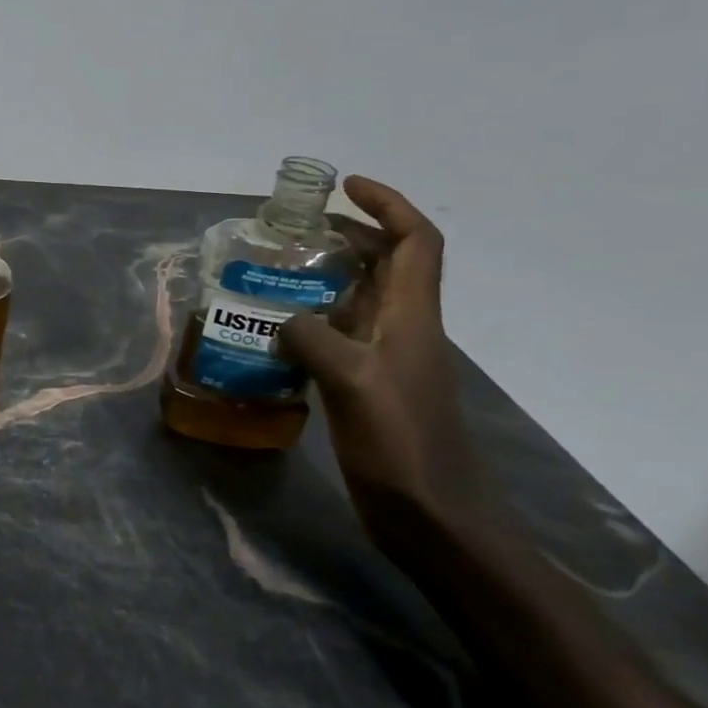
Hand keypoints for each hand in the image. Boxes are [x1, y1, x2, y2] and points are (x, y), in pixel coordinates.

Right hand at [276, 178, 501, 544]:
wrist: (436, 521)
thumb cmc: (404, 447)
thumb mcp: (352, 383)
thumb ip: (312, 338)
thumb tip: (283, 319)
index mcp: (413, 318)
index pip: (415, 242)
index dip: (387, 205)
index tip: (345, 186)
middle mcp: (404, 330)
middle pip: (386, 264)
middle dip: (347, 235)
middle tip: (292, 229)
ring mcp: (386, 361)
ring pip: (358, 299)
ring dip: (323, 278)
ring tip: (271, 273)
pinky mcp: (368, 388)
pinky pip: (337, 337)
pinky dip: (309, 322)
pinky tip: (272, 333)